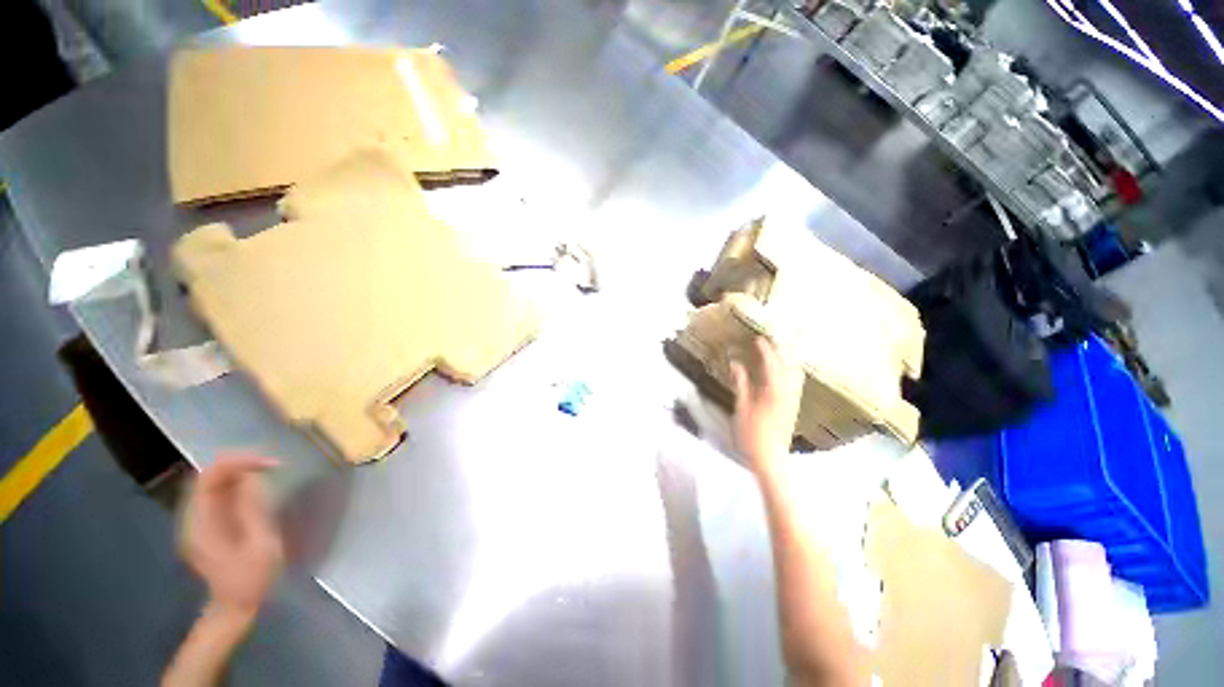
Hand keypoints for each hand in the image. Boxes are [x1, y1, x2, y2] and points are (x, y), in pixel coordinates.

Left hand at [181, 455, 283, 619]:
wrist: (235, 608)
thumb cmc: (251, 579)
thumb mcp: (260, 545)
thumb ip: (253, 510)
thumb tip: (252, 477)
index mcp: (201, 523)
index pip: (209, 478)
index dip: (238, 462)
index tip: (270, 463)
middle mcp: (193, 518)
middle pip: (208, 477)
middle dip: (239, 463)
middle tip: (271, 463)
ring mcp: (199, 522)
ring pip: (213, 483)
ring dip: (239, 472)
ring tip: (268, 470)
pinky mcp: (208, 525)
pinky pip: (219, 495)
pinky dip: (238, 484)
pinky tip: (257, 487)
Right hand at [731, 336, 803, 474]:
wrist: (770, 458)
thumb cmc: (751, 434)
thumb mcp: (742, 407)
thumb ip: (741, 383)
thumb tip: (735, 364)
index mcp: (773, 391)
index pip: (771, 364)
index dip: (765, 350)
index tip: (759, 338)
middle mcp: (787, 392)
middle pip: (789, 365)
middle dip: (781, 349)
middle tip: (771, 339)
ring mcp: (793, 399)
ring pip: (796, 372)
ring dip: (788, 358)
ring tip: (779, 349)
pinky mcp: (794, 405)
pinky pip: (796, 381)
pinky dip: (791, 370)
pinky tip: (784, 370)